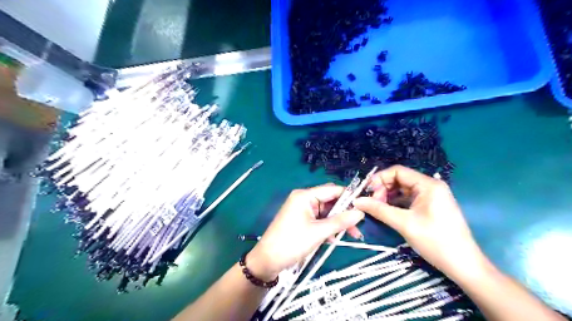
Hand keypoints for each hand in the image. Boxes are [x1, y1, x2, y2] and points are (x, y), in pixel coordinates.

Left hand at [249, 184, 363, 278]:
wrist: (268, 260)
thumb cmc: (292, 243)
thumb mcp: (318, 232)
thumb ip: (340, 221)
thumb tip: (360, 213)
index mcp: (305, 196)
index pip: (332, 190)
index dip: (349, 196)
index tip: (364, 207)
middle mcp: (304, 199)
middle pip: (330, 201)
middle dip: (344, 213)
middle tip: (358, 226)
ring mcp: (302, 210)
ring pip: (326, 212)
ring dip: (337, 222)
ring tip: (351, 235)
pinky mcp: (301, 220)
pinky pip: (319, 220)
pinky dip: (328, 227)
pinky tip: (334, 239)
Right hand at [354, 165, 485, 280]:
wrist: (464, 266)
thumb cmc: (436, 241)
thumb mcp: (404, 224)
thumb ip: (379, 210)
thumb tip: (356, 201)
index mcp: (428, 185)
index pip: (398, 171)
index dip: (379, 179)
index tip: (367, 192)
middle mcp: (430, 186)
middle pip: (399, 179)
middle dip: (383, 189)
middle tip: (372, 203)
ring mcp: (431, 196)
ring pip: (402, 190)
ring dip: (387, 197)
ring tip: (377, 208)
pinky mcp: (430, 207)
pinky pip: (408, 199)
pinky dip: (395, 203)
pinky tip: (386, 211)